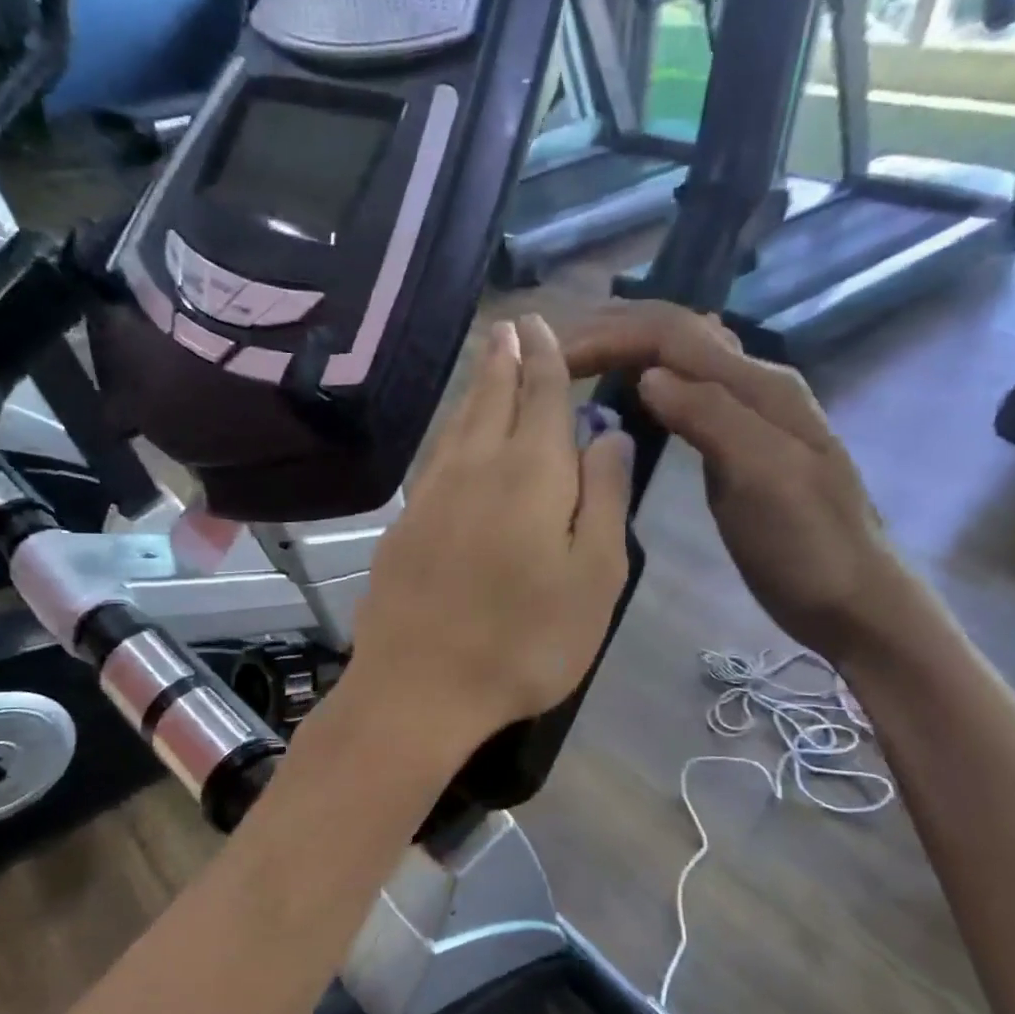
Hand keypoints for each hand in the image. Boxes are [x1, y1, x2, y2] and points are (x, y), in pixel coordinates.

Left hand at [349, 315, 633, 751]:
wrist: (419, 688)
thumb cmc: (525, 641)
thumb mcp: (594, 578)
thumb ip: (604, 498)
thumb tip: (609, 435)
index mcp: (531, 472)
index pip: (543, 396)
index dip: (547, 359)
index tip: (543, 326)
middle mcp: (476, 467)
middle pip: (492, 397)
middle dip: (506, 358)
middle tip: (511, 325)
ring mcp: (432, 494)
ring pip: (458, 423)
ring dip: (476, 386)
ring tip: (486, 358)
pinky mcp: (405, 523)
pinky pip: (435, 456)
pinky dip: (450, 430)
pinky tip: (454, 434)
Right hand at [565, 301, 910, 666]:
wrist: (851, 598)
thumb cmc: (806, 546)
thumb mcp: (764, 478)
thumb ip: (711, 418)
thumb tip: (648, 376)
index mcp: (757, 385)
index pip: (672, 334)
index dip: (609, 335)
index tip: (551, 358)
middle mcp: (751, 384)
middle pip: (674, 333)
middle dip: (610, 331)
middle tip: (549, 351)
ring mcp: (744, 414)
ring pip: (677, 358)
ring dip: (624, 348)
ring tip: (574, 362)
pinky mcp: (733, 443)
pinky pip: (683, 392)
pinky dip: (643, 380)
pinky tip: (624, 392)